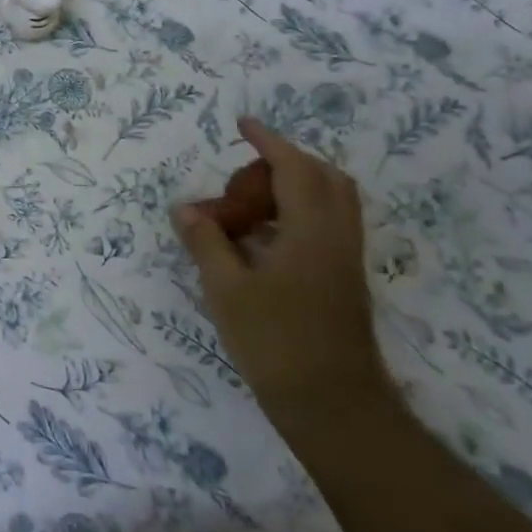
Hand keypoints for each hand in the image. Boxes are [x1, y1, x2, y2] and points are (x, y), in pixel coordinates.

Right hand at [171, 118, 392, 432]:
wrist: (334, 407)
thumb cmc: (276, 343)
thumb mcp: (226, 290)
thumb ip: (206, 242)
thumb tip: (185, 208)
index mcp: (311, 231)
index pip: (294, 168)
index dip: (268, 141)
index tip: (243, 124)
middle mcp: (337, 237)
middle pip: (324, 178)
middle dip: (286, 162)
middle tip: (244, 174)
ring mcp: (346, 261)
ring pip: (331, 203)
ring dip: (294, 188)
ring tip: (249, 204)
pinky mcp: (345, 281)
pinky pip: (326, 226)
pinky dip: (297, 214)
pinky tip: (263, 240)